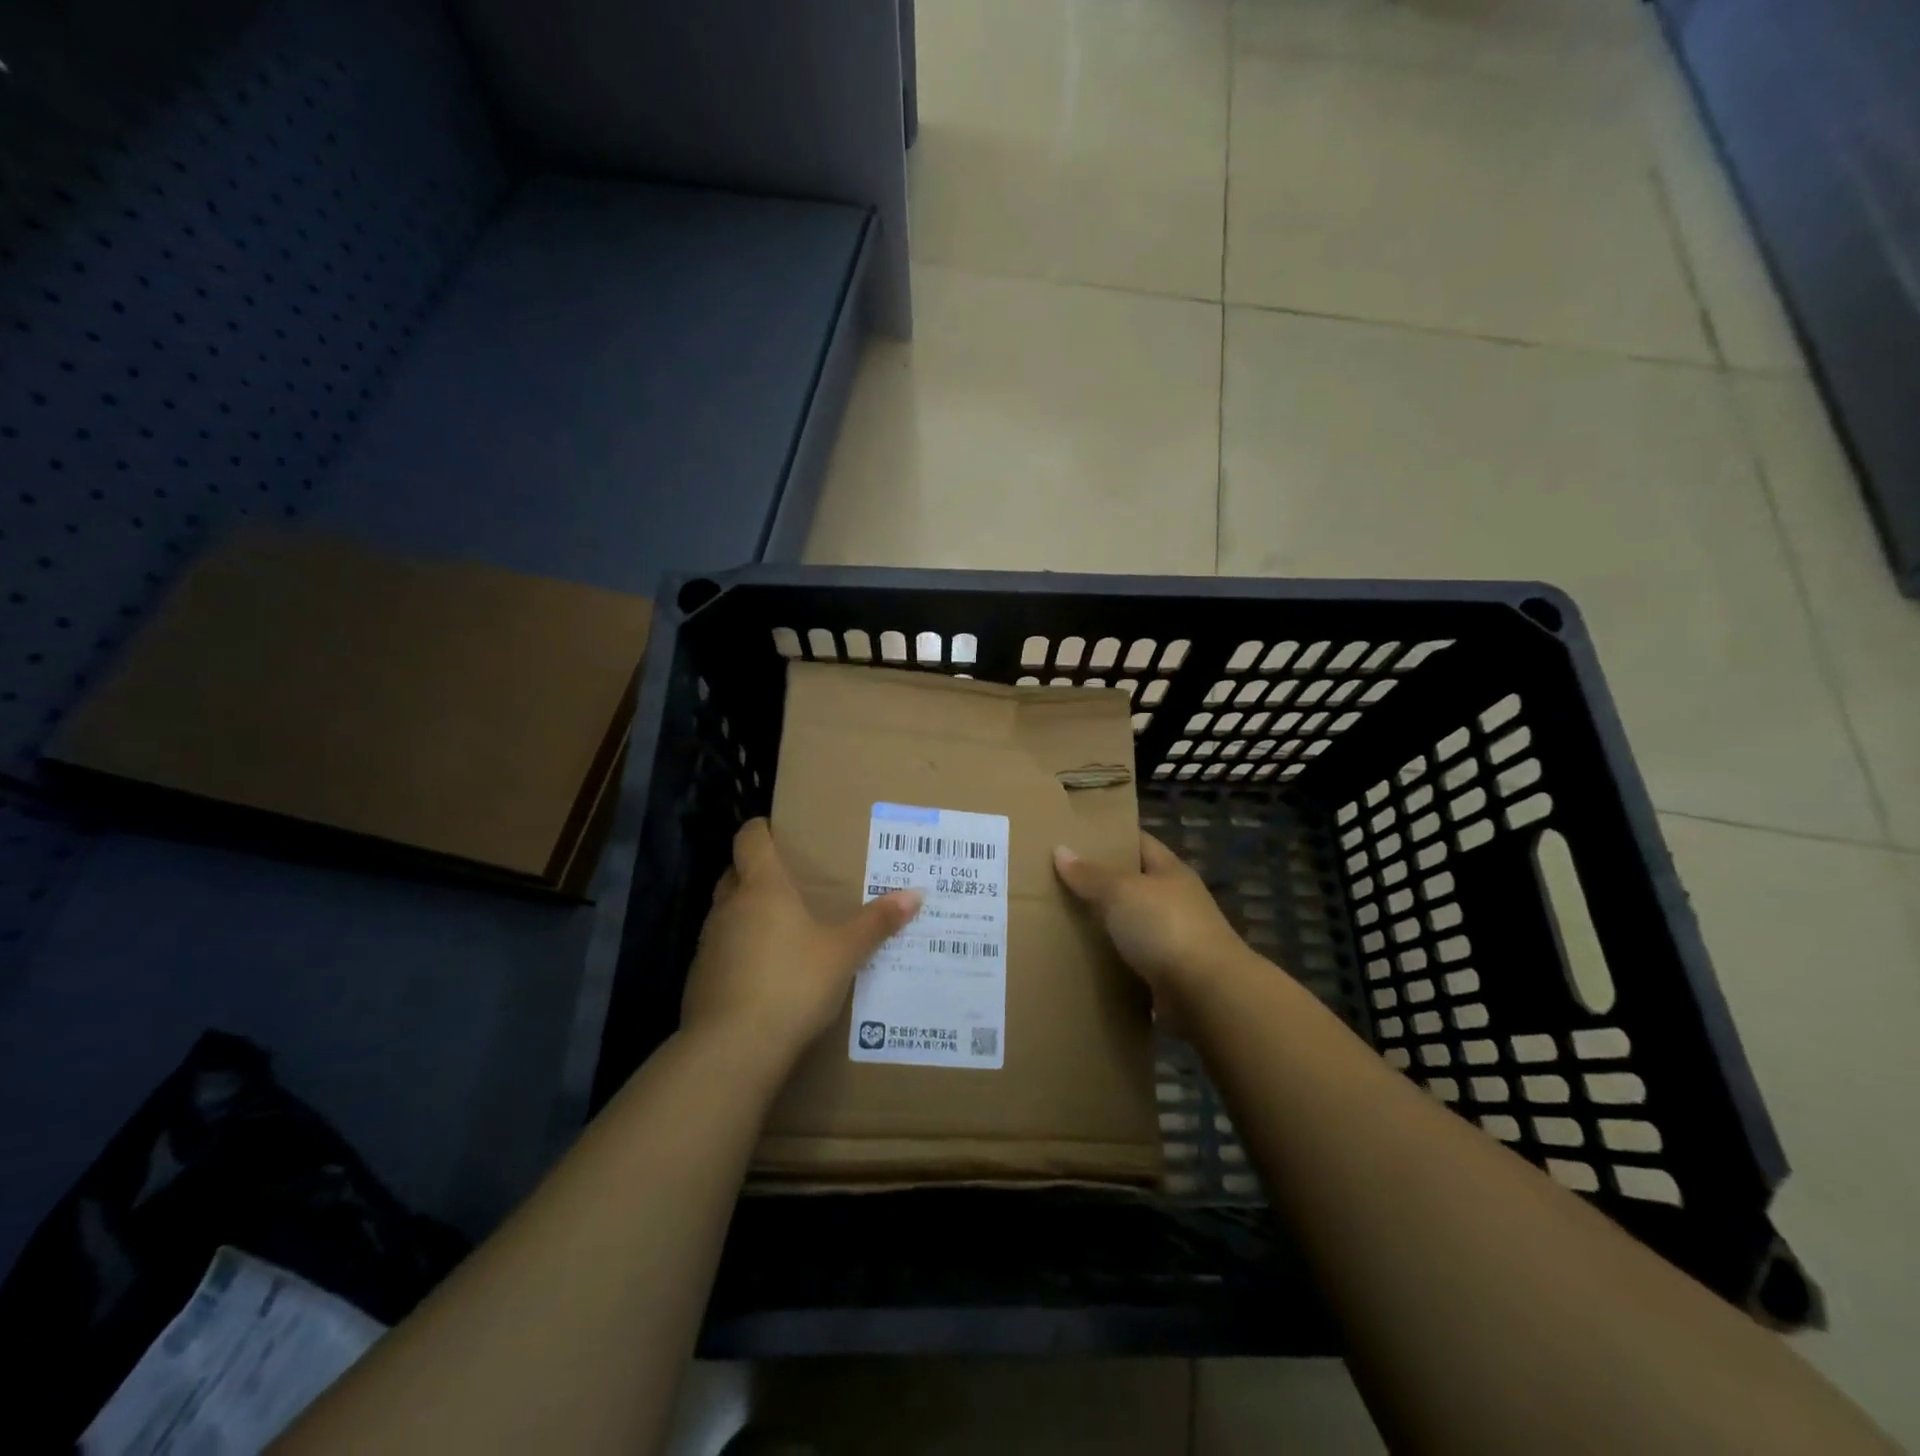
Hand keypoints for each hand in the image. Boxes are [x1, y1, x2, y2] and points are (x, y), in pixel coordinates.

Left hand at [682, 818, 921, 1074]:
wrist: (733, 1049)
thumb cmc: (792, 984)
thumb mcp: (844, 953)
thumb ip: (876, 922)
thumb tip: (915, 893)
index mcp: (762, 888)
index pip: (749, 838)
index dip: (761, 829)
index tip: (779, 831)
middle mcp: (729, 907)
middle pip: (736, 873)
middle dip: (757, 873)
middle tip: (791, 883)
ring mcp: (708, 943)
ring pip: (727, 913)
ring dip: (747, 914)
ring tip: (783, 929)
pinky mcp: (699, 978)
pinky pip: (721, 950)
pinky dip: (739, 951)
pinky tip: (765, 974)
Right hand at [1053, 832, 1250, 1010]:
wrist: (1206, 994)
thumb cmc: (1165, 927)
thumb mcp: (1121, 891)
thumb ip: (1090, 873)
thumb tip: (1060, 850)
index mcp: (1169, 870)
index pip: (1139, 842)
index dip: (1110, 837)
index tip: (1075, 837)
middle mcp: (1174, 900)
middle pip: (1132, 883)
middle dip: (1099, 882)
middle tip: (1056, 879)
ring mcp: (1173, 938)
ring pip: (1129, 922)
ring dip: (1104, 923)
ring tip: (1061, 918)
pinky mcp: (1167, 973)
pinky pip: (1130, 958)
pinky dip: (1110, 958)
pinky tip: (1082, 957)